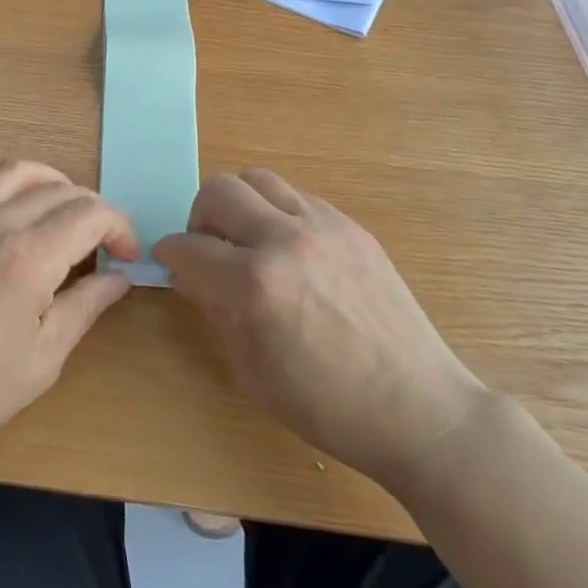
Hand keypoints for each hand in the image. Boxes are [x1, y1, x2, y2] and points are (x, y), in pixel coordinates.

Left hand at [0, 149, 137, 468]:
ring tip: (59, 202)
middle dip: (90, 209)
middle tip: (99, 242)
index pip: (89, 215)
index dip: (118, 228)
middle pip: (55, 192)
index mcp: (28, 257)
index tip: (126, 256)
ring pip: (6, 175)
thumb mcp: (45, 358)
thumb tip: (119, 277)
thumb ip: (86, 306)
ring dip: (43, 179)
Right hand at [153, 169, 489, 487]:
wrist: (419, 407)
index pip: (188, 247)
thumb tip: (188, 274)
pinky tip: (290, 250)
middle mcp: (285, 239)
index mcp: (254, 284)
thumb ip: (214, 310)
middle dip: (199, 219)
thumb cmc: (326, 405)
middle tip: (208, 250)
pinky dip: (278, 213)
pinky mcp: (351, 226)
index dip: (169, 255)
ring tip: (248, 241)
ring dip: (239, 205)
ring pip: (257, 179)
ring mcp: (323, 226)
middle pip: (218, 191)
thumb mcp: (252, 370)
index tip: (170, 264)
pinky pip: (297, 196)